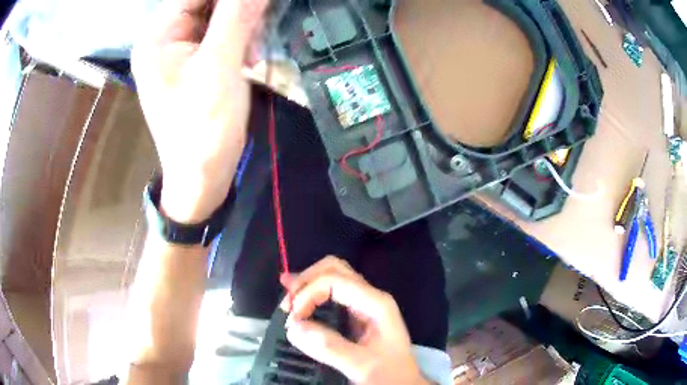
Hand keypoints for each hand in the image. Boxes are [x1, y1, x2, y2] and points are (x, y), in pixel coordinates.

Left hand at [132, 0, 266, 222]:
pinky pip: (218, 38)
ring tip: (253, 56)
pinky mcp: (191, 65)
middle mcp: (163, 40)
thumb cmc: (203, 126)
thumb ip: (237, 17)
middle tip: (257, 35)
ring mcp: (177, 53)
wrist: (201, 178)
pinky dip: (237, 43)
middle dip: (238, 13)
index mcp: (159, 36)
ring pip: (216, 19)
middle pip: (207, 5)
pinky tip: (248, 61)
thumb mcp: (220, 66)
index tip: (259, 6)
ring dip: (241, 30)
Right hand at [280, 256, 428, 384]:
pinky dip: (311, 293)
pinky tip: (297, 297)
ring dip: (306, 284)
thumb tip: (293, 327)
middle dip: (306, 281)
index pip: (335, 280)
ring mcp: (363, 304)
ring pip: (332, 277)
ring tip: (286, 297)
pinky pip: (330, 293)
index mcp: (375, 304)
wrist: (402, 383)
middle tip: (288, 305)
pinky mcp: (355, 314)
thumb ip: (329, 347)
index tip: (293, 318)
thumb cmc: (389, 375)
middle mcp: (370, 297)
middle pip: (334, 269)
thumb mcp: (362, 365)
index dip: (308, 293)